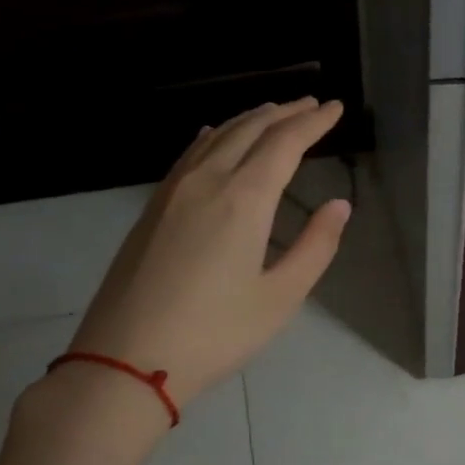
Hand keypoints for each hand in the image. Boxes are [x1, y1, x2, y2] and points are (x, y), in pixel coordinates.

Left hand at [65, 98, 349, 414]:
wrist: (126, 360)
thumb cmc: (215, 333)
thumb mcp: (280, 297)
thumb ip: (315, 247)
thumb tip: (339, 206)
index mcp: (244, 200)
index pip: (285, 143)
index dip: (314, 122)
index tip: (337, 108)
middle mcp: (207, 181)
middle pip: (250, 130)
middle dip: (285, 113)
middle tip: (312, 105)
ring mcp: (173, 192)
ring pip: (216, 137)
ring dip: (250, 120)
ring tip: (274, 112)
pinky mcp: (152, 209)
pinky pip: (189, 154)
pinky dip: (213, 136)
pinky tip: (213, 135)